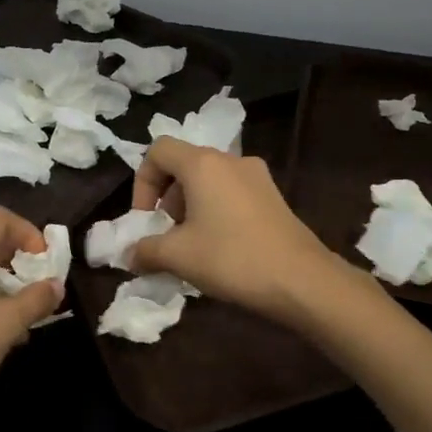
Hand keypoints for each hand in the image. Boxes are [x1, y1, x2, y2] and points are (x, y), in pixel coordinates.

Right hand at [129, 137, 345, 323]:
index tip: (146, 218)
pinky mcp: (273, 197)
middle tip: (167, 235)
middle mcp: (231, 160)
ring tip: (192, 246)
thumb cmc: (231, 258)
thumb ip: (145, 251)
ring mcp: (257, 177)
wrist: (301, 280)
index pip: (158, 150)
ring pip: (209, 181)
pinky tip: (220, 248)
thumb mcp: (177, 256)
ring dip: (190, 207)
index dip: (142, 182)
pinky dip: (215, 212)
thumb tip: (129, 255)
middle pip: (184, 165)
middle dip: (167, 199)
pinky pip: (232, 194)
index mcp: (203, 164)